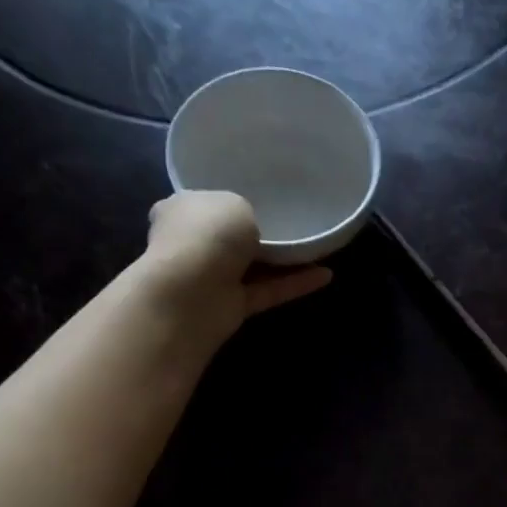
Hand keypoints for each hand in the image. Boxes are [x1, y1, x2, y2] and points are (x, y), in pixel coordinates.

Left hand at [142, 191, 331, 347]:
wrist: (193, 291)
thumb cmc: (208, 234)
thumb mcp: (234, 202)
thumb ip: (245, 211)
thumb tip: (246, 226)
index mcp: (179, 211)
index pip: (199, 204)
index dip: (223, 202)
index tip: (253, 201)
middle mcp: (192, 244)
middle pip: (227, 238)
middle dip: (252, 235)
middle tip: (289, 224)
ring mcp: (211, 278)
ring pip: (251, 267)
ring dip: (280, 261)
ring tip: (316, 249)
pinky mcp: (232, 306)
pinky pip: (268, 291)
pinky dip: (295, 284)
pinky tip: (326, 275)